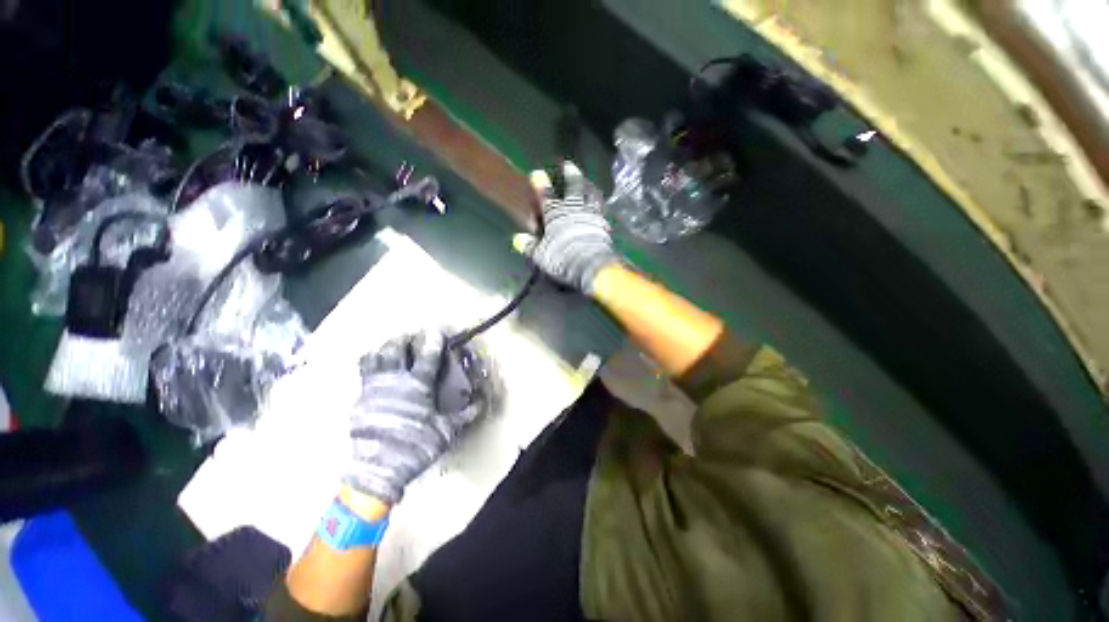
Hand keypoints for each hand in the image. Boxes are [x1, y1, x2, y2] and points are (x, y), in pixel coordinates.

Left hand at [345, 330, 485, 503]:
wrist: (379, 464)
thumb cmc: (416, 447)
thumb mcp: (443, 434)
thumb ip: (461, 417)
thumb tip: (479, 405)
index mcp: (417, 385)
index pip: (427, 355)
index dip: (433, 340)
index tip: (436, 330)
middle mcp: (393, 380)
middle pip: (395, 348)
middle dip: (403, 339)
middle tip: (409, 338)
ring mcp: (373, 387)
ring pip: (374, 356)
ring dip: (382, 349)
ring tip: (388, 350)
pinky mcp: (360, 398)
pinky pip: (363, 374)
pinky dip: (369, 368)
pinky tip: (374, 374)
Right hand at [516, 161, 619, 293]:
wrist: (591, 263)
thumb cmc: (561, 257)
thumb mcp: (541, 254)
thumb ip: (530, 245)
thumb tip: (518, 239)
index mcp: (555, 213)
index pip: (545, 195)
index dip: (541, 184)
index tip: (537, 173)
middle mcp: (573, 209)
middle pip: (573, 186)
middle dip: (570, 174)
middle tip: (569, 164)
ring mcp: (591, 214)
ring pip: (591, 195)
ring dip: (589, 187)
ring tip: (589, 182)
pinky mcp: (604, 224)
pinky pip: (602, 210)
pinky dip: (600, 205)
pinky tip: (601, 205)